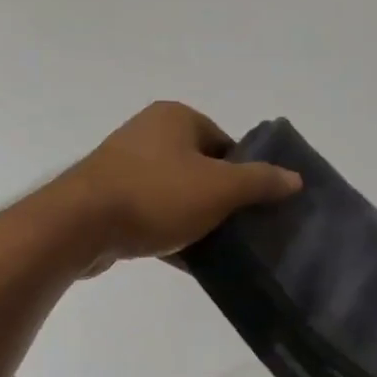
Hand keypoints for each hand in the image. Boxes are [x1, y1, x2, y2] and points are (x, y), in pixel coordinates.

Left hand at [58, 102, 300, 268]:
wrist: (80, 226)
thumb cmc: (157, 196)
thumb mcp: (220, 189)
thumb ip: (261, 182)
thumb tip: (296, 178)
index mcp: (176, 118)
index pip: (226, 144)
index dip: (244, 175)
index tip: (252, 208)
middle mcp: (149, 133)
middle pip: (202, 169)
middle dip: (221, 199)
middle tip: (238, 230)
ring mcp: (124, 166)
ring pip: (177, 194)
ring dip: (196, 219)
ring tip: (214, 247)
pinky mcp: (109, 199)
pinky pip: (152, 214)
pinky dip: (170, 232)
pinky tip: (186, 259)